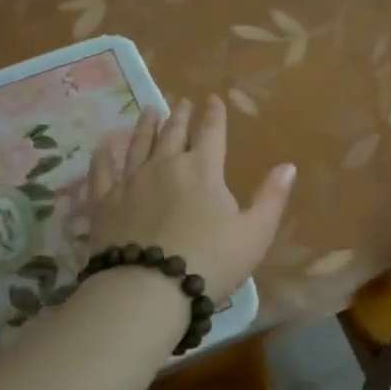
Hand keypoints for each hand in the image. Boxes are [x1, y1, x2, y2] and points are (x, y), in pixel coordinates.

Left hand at [86, 95, 295, 299]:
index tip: (213, 99)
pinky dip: (103, 157)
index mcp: (203, 169)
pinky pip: (102, 172)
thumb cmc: (210, 262)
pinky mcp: (104, 202)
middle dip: (180, 116)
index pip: (211, 132)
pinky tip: (103, 147)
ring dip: (146, 126)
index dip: (214, 114)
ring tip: (149, 110)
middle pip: (174, 133)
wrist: (148, 290)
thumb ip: (272, 198)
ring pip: (139, 145)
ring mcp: (131, 182)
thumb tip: (288, 166)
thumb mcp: (254, 234)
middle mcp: (165, 165)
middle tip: (182, 102)